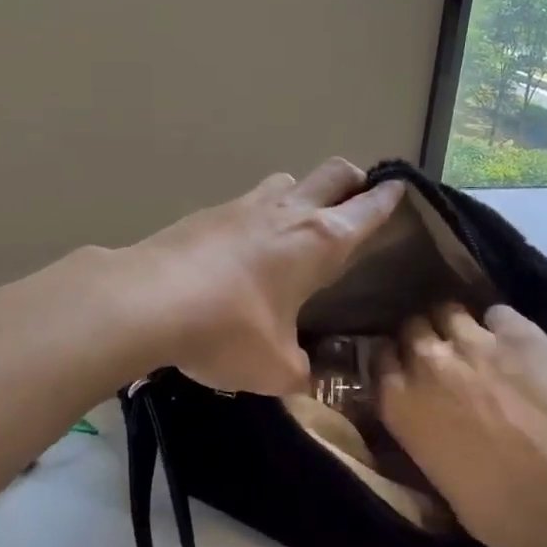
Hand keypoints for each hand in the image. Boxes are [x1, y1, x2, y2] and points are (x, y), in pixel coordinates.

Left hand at [124, 159, 405, 394]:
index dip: (388, 198)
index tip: (400, 189)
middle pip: (333, 172)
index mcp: (319, 241)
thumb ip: (301, 370)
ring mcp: (243, 205)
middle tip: (355, 202)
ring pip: (287, 181)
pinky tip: (244, 250)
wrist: (146, 301)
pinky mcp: (207, 213)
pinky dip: (258, 216)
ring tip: (296, 228)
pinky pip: (246, 203)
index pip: (367, 209)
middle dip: (352, 181)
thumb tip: (305, 374)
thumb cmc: (227, 331)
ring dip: (301, 194)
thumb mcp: (275, 369)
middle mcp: (287, 212)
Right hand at [375, 304, 546, 546]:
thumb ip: (426, 437)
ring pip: (449, 311)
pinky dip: (502, 325)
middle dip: (423, 338)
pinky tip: (515, 343)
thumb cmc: (495, 508)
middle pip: (412, 327)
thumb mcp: (437, 478)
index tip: (405, 369)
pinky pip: (499, 313)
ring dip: (457, 325)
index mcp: (399, 403)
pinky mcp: (518, 333)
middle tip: (443, 357)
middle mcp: (427, 362)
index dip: (394, 361)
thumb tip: (436, 430)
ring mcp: (472, 341)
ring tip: (476, 342)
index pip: (378, 359)